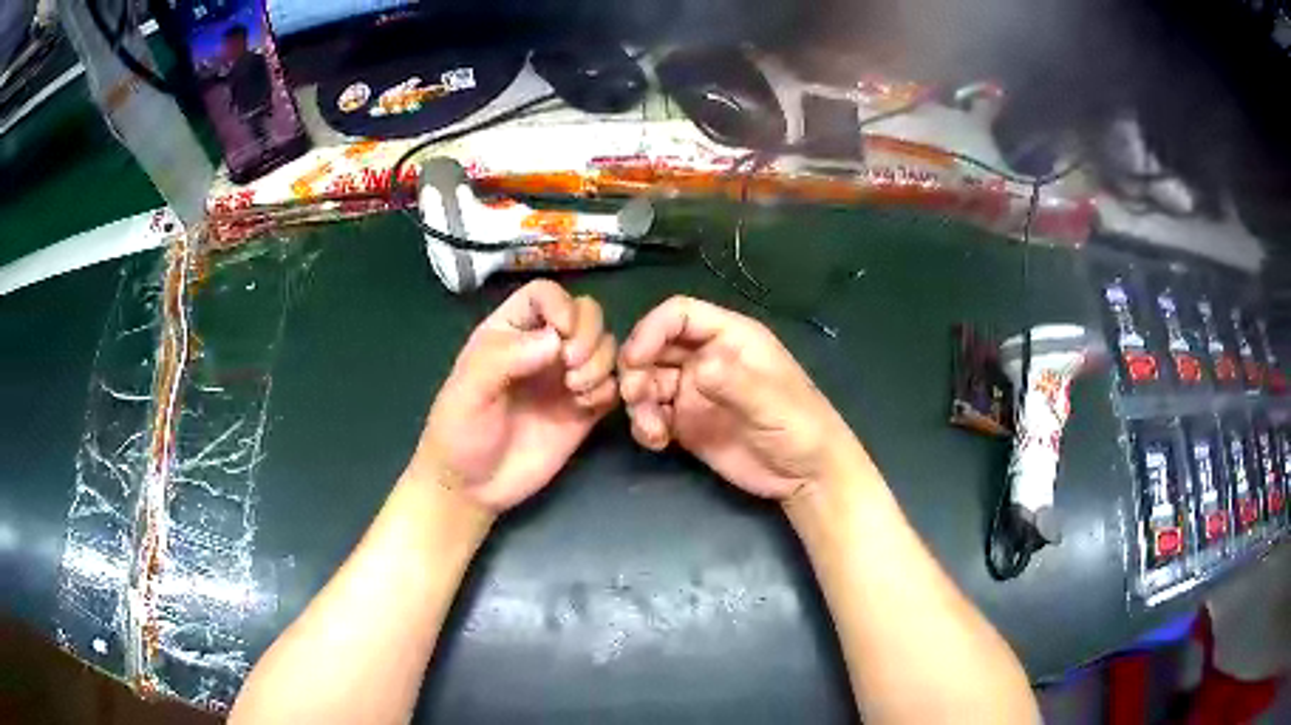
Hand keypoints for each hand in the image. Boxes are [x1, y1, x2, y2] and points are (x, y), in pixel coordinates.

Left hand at [408, 280, 617, 511]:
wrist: (472, 488)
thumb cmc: (459, 433)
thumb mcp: (468, 390)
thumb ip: (504, 358)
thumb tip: (555, 341)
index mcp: (509, 332)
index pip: (545, 295)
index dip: (561, 306)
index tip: (561, 337)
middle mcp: (541, 348)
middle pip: (585, 314)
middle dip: (588, 335)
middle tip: (572, 369)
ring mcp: (564, 378)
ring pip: (604, 345)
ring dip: (600, 362)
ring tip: (577, 391)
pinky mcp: (582, 410)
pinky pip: (612, 384)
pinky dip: (608, 388)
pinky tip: (586, 407)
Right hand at [618, 297, 864, 499]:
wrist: (806, 476)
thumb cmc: (801, 428)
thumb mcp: (772, 404)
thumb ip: (735, 383)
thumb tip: (697, 368)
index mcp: (730, 338)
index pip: (680, 315)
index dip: (651, 330)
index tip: (634, 359)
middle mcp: (707, 358)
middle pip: (655, 346)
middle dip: (636, 368)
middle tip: (634, 397)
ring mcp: (694, 392)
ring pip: (648, 382)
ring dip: (638, 401)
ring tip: (651, 430)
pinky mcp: (686, 424)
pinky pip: (652, 415)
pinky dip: (645, 425)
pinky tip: (657, 442)